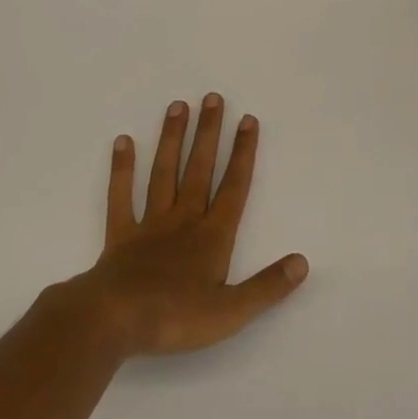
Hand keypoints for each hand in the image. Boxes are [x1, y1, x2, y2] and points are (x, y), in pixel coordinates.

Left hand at [70, 95, 307, 357]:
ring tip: (177, 106)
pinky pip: (121, 196)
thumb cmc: (176, 318)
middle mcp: (183, 220)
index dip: (243, 154)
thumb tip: (303, 262)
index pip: (234, 188)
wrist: (114, 321)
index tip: (247, 120)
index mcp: (212, 237)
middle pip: (199, 169)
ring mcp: (150, 224)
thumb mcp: (232, 311)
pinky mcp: (120, 235)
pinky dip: (122, 169)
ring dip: (172, 140)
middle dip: (208, 133)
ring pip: (164, 173)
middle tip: (212, 97)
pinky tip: (123, 142)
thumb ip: (268, 286)